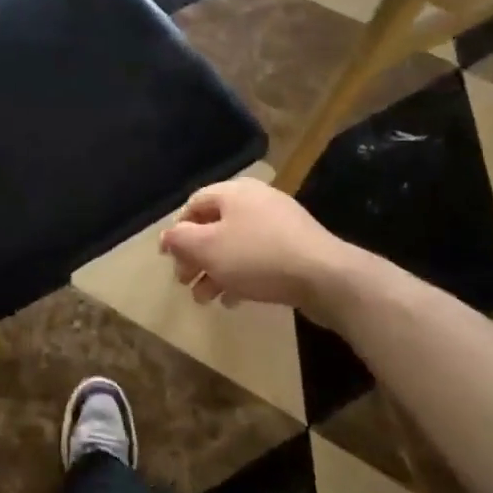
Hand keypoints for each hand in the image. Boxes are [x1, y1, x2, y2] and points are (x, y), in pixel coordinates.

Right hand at [159, 178, 361, 310]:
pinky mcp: (296, 248)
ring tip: (206, 299)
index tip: (168, 259)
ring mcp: (279, 224)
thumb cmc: (258, 256)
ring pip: (235, 245)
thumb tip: (165, 237)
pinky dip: (241, 275)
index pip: (193, 205)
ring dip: (215, 271)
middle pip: (214, 226)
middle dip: (195, 256)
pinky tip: (234, 299)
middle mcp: (256, 201)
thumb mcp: (208, 248)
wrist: (327, 277)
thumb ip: (180, 240)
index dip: (176, 231)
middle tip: (185, 282)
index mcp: (233, 192)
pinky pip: (258, 258)